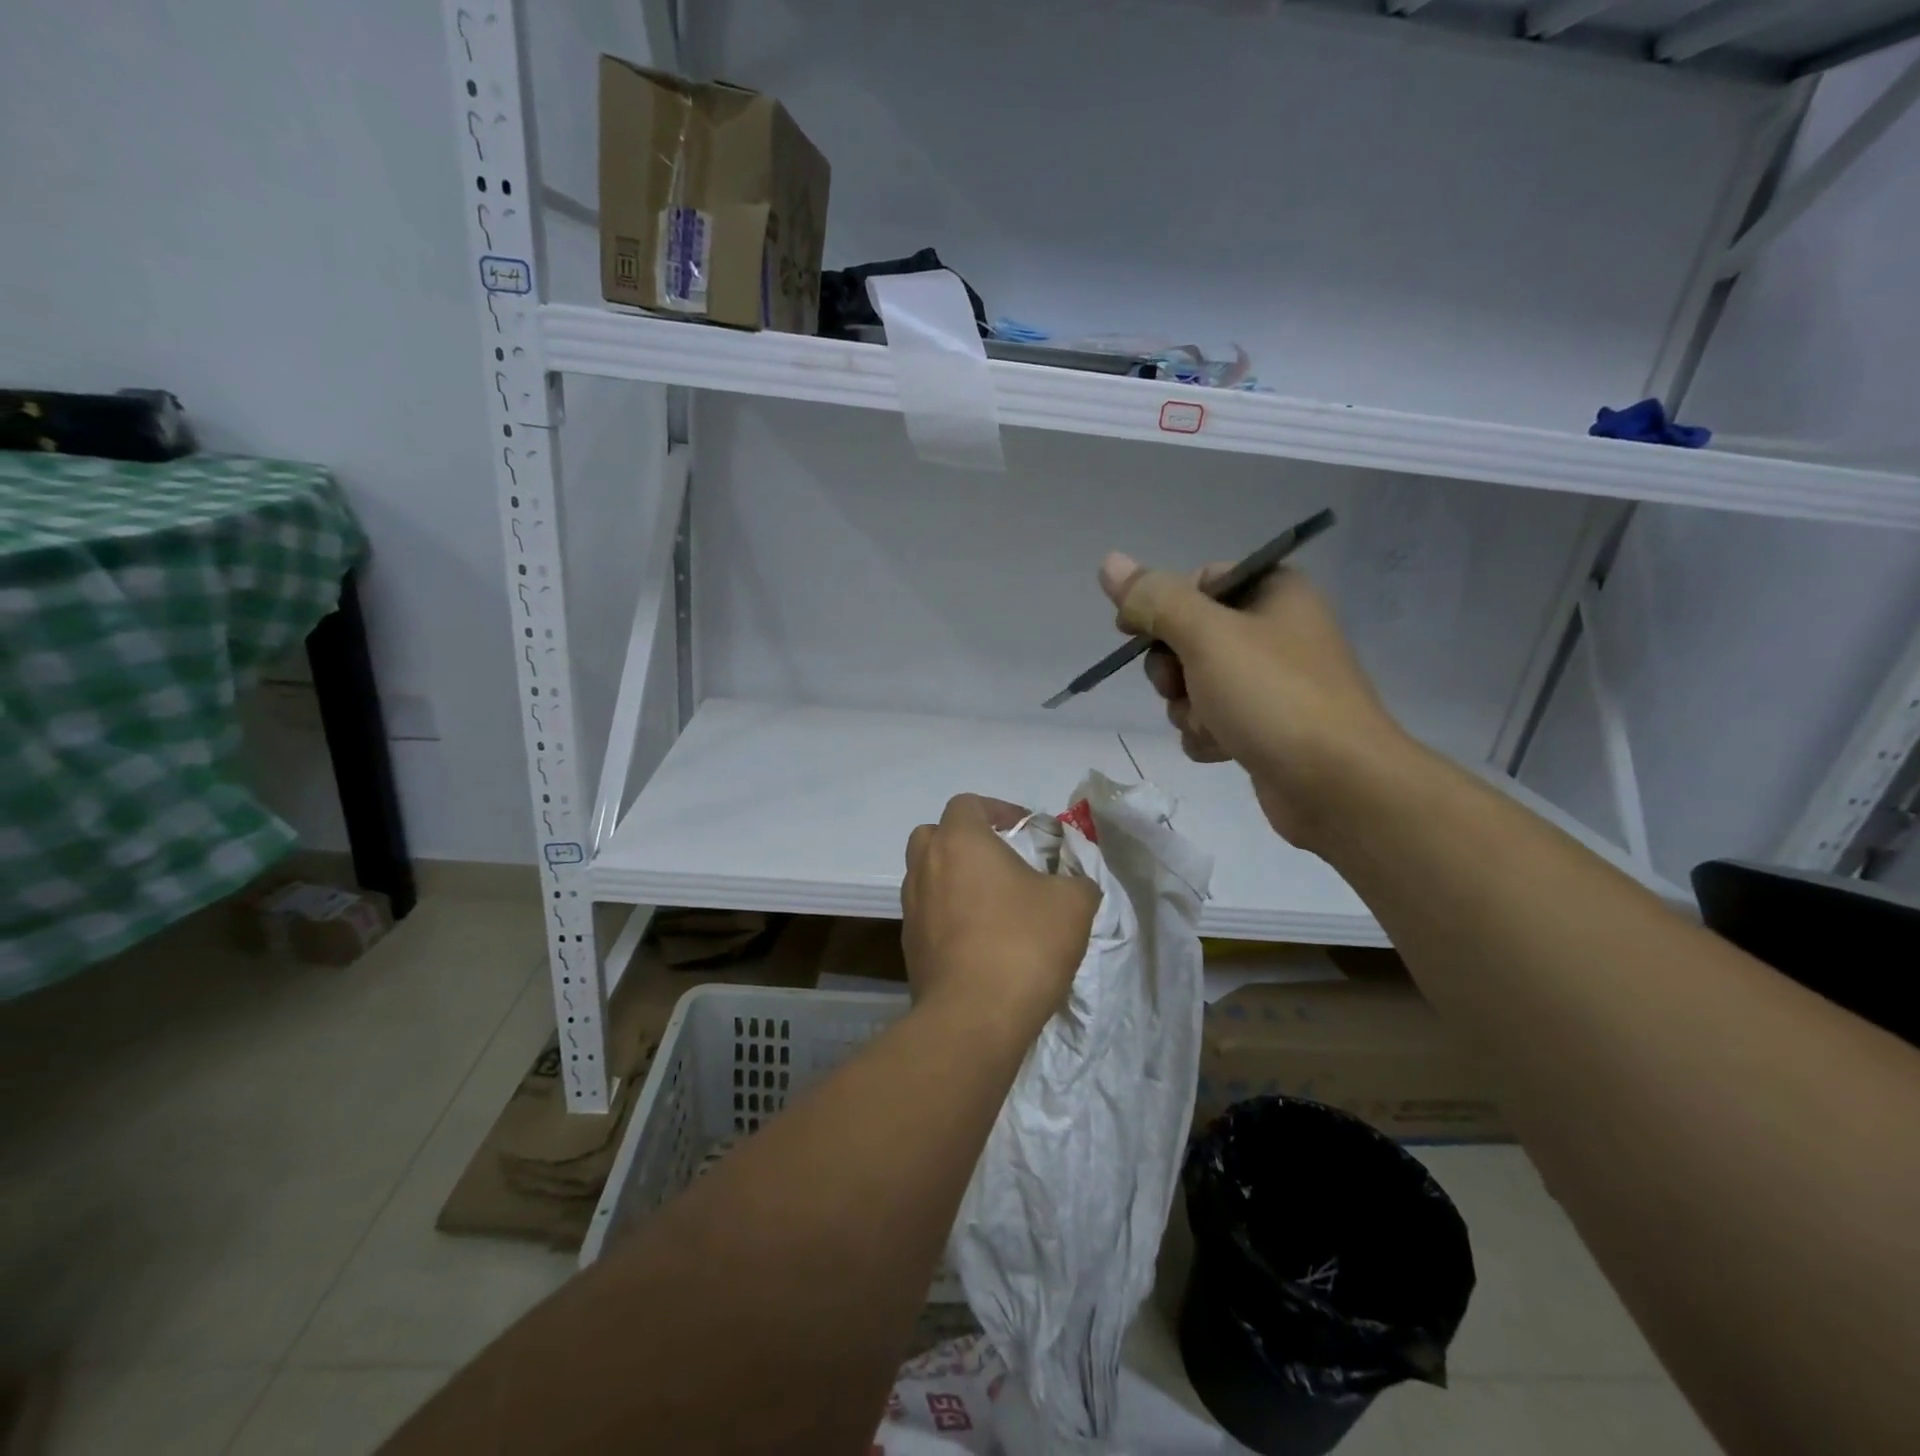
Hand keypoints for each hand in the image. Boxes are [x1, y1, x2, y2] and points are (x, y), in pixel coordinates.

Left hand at [901, 794, 1098, 1036]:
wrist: (973, 1018)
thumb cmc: (1023, 944)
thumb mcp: (1073, 904)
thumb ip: (1077, 879)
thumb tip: (1074, 881)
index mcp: (959, 842)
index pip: (968, 804)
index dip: (999, 810)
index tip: (1027, 831)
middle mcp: (925, 867)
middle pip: (936, 835)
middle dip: (966, 841)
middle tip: (1002, 861)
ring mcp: (911, 908)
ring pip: (928, 876)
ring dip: (956, 880)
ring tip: (994, 904)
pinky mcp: (909, 946)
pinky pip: (928, 915)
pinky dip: (949, 916)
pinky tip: (981, 941)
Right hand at [1098, 553, 1412, 848]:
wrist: (1336, 784)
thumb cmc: (1273, 696)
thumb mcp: (1207, 636)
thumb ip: (1155, 600)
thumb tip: (1109, 562)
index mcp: (1273, 592)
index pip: (1198, 581)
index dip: (1161, 606)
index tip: (1133, 632)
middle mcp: (1274, 631)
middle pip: (1189, 637)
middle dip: (1173, 669)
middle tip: (1182, 685)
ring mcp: (1270, 683)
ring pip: (1194, 684)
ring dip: (1188, 708)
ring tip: (1212, 724)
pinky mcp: (1265, 726)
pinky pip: (1212, 719)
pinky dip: (1207, 734)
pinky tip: (1223, 748)